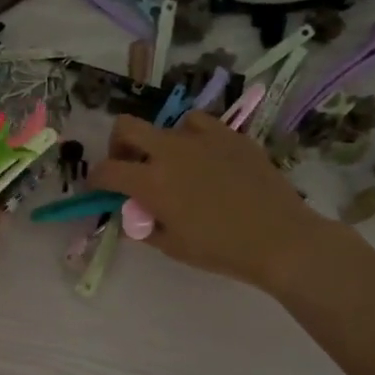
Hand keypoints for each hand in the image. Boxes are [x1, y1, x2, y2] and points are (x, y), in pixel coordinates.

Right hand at [87, 113, 331, 290]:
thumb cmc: (220, 249)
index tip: (99, 188)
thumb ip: (143, 226)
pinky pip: (199, 125)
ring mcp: (202, 138)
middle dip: (118, 146)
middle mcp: (171, 151)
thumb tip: (131, 214)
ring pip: (166, 125)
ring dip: (159, 144)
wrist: (279, 238)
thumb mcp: (172, 246)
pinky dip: (191, 138)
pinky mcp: (231, 135)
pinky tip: (203, 157)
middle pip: (126, 127)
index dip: (95, 180)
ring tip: (174, 167)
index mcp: (151, 181)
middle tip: (128, 167)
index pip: (106, 170)